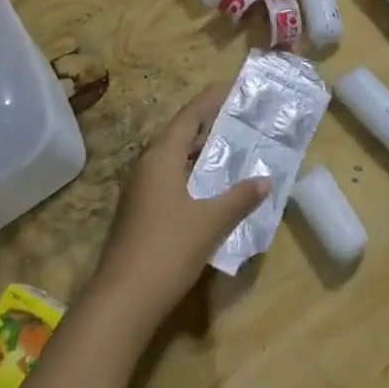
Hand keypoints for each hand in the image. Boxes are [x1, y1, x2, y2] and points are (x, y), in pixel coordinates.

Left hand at [92, 83, 269, 323]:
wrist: (122, 301)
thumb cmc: (167, 249)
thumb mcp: (211, 222)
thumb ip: (239, 198)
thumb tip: (265, 180)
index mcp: (161, 157)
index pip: (189, 116)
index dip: (211, 99)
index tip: (233, 86)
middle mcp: (148, 166)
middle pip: (181, 134)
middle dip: (210, 125)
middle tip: (241, 118)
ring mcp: (141, 191)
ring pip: (176, 159)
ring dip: (202, 152)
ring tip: (233, 147)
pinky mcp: (141, 212)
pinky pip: (171, 179)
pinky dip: (194, 174)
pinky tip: (214, 186)